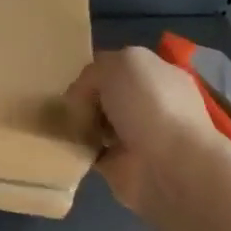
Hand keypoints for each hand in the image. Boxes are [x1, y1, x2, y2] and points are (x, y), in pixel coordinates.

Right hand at [65, 46, 223, 217]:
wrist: (171, 167)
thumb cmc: (150, 106)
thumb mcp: (121, 63)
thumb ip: (95, 71)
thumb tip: (80, 95)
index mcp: (157, 75)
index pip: (118, 67)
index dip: (94, 72)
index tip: (73, 80)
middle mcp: (149, 105)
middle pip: (104, 96)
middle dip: (83, 99)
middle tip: (65, 106)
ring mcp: (136, 137)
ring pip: (95, 124)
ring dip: (78, 125)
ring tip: (60, 125)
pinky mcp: (120, 166)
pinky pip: (90, 152)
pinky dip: (76, 150)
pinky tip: (66, 146)